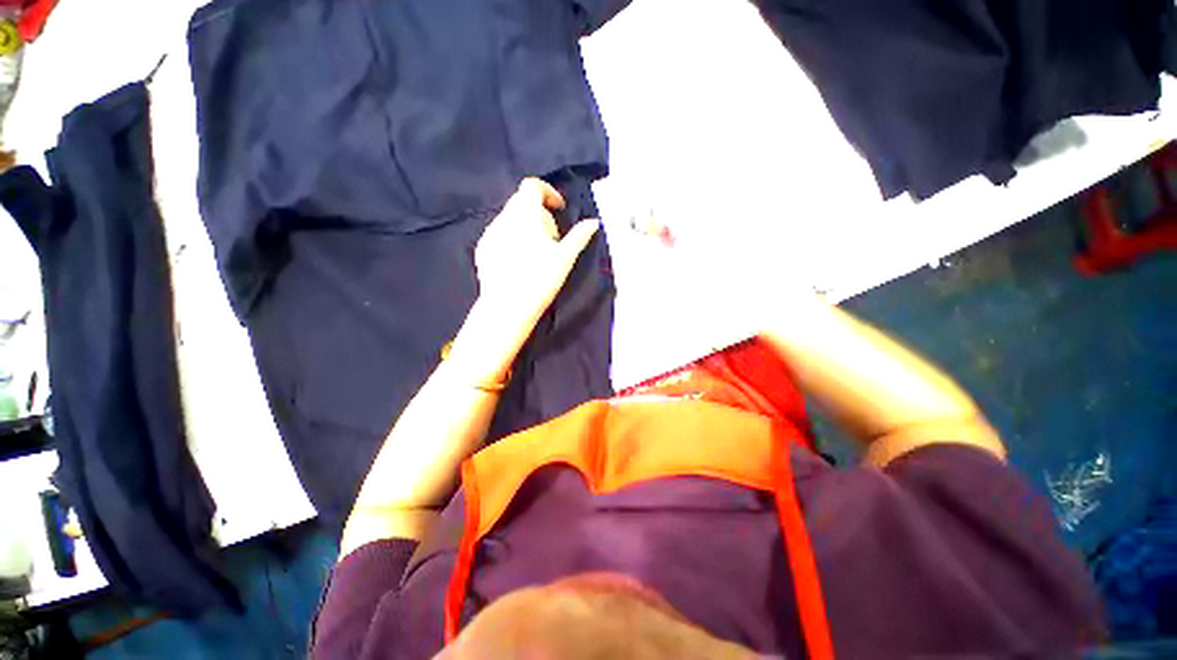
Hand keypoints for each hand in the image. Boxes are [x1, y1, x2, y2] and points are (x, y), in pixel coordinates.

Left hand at [474, 178, 599, 332]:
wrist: (507, 307)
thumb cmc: (540, 279)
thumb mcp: (565, 257)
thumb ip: (579, 236)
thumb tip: (594, 222)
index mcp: (524, 214)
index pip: (532, 185)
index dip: (548, 192)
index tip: (559, 209)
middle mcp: (503, 218)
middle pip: (522, 202)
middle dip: (540, 212)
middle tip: (553, 237)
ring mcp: (490, 233)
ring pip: (510, 218)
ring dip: (526, 225)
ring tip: (537, 251)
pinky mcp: (482, 249)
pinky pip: (499, 233)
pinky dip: (512, 237)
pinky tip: (519, 260)